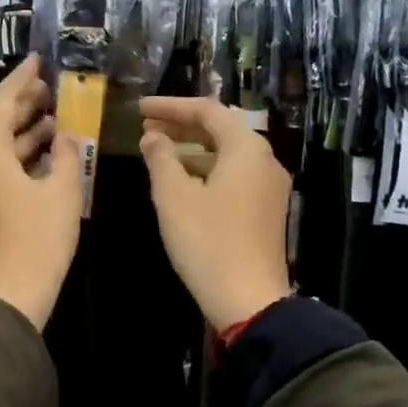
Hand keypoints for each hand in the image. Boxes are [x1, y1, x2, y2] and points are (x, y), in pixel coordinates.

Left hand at [0, 55, 82, 329]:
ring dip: (23, 132)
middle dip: (23, 104)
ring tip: (54, 118)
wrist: (5, 296)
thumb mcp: (61, 191)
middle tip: (50, 88)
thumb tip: (66, 134)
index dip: (22, 78)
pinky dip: (16, 157)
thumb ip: (64, 153)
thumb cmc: (36, 239)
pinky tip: (43, 155)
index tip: (37, 59)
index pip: (2, 100)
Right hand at [139, 96, 291, 332]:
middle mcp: (264, 160)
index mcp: (246, 149)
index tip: (139, 108)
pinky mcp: (265, 209)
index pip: (206, 110)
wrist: (248, 300)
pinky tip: (180, 179)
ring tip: (155, 151)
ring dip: (191, 148)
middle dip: (181, 125)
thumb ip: (160, 159)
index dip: (170, 106)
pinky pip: (233, 174)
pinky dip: (205, 168)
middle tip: (145, 127)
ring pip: (226, 153)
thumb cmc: (207, 242)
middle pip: (220, 128)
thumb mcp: (174, 197)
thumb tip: (152, 137)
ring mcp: (268, 186)